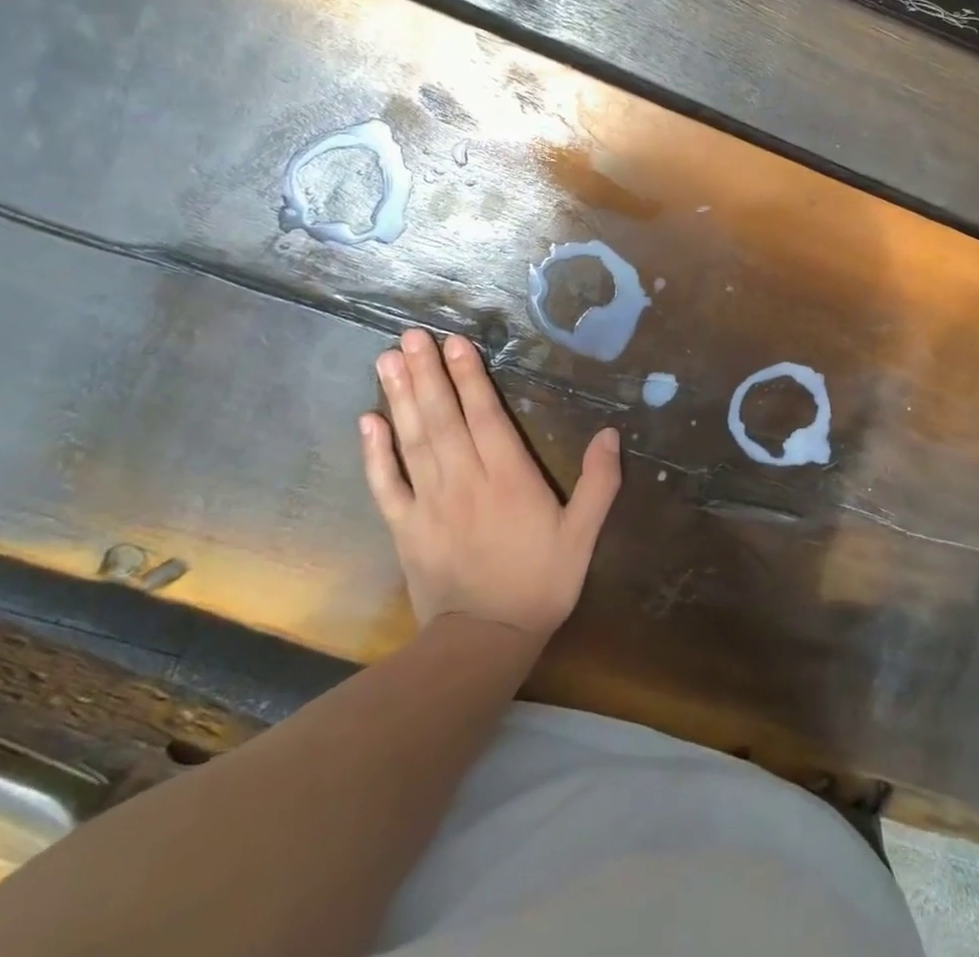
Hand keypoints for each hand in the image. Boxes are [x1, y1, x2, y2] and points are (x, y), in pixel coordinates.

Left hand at [362, 329, 621, 637]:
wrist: (485, 641)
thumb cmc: (540, 583)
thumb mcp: (582, 536)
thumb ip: (599, 483)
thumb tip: (611, 433)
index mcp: (509, 479)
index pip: (485, 416)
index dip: (470, 377)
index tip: (455, 343)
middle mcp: (465, 481)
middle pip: (443, 418)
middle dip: (428, 374)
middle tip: (411, 336)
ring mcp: (429, 503)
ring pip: (413, 441)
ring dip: (400, 398)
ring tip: (388, 360)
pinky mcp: (405, 527)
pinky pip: (386, 484)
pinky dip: (374, 452)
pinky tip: (367, 421)